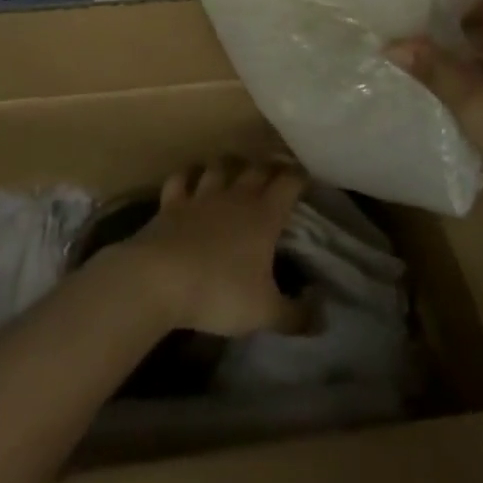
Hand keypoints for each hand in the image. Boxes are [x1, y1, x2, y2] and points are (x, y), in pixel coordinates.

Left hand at [111, 158, 308, 336]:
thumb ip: (296, 316)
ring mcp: (201, 195)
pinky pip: (181, 178)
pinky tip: (190, 179)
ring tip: (235, 169)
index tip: (307, 180)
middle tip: (275, 175)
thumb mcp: (264, 313)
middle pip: (257, 168)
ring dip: (230, 165)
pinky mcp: (171, 203)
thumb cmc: (219, 292)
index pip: (289, 183)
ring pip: (220, 166)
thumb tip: (324, 317)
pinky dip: (188, 175)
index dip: (300, 178)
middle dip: (269, 168)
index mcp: (264, 215)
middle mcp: (236, 196)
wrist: (159, 280)